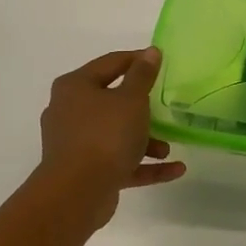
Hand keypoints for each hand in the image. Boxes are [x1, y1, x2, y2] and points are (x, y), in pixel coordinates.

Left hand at [35, 48, 186, 226]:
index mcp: (75, 87)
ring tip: (168, 148)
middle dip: (142, 107)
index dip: (137, 60)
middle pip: (112, 101)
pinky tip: (175, 169)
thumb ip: (143, 75)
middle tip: (166, 106)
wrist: (77, 193)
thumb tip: (151, 52)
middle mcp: (70, 112)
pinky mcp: (85, 171)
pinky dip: (144, 165)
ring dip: (145, 140)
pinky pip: (120, 162)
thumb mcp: (131, 99)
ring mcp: (75, 144)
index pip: (110, 64)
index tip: (162, 62)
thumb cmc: (105, 135)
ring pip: (116, 134)